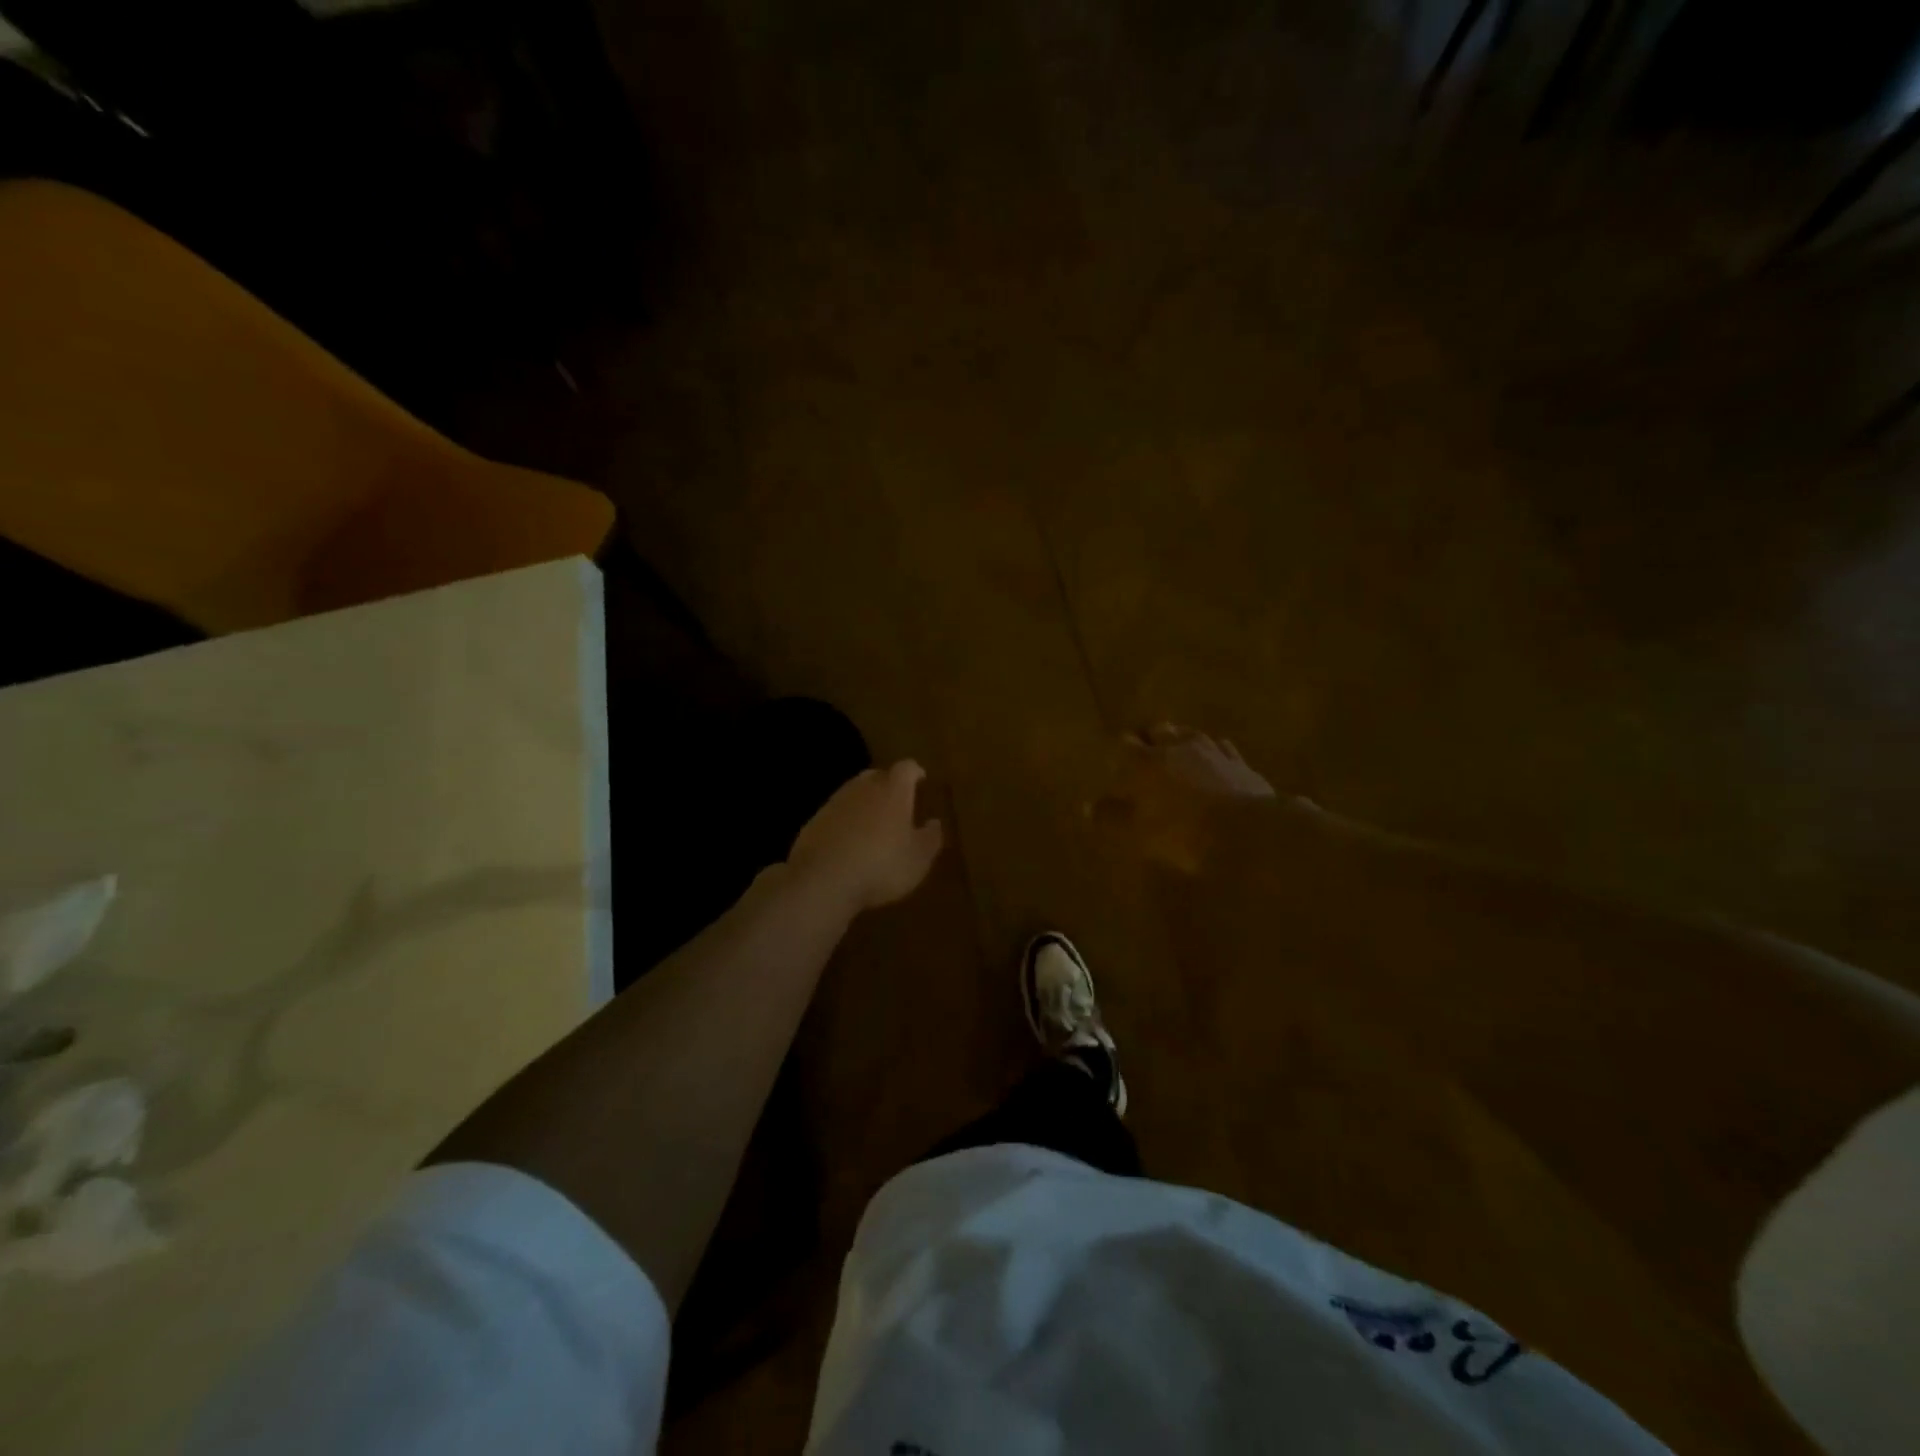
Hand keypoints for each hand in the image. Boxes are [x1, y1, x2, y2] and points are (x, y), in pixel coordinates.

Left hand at [788, 760, 944, 911]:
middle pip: (877, 775)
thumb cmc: (881, 866)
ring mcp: (835, 802)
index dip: (915, 772)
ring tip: (873, 821)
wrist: (823, 880)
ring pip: (854, 792)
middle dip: (888, 783)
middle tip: (898, 799)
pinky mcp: (814, 820)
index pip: (906, 768)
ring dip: (865, 801)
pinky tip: (848, 839)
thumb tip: (934, 823)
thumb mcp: (918, 859)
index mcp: (893, 791)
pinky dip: (845, 819)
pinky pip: (836, 812)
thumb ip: (930, 838)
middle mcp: (863, 788)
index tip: (921, 778)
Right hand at [1091, 725, 1272, 872]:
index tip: (1116, 762)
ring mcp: (1211, 750)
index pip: (1123, 744)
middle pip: (1157, 730)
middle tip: (1145, 755)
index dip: (1118, 751)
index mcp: (1143, 761)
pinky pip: (1220, 748)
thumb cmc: (1180, 832)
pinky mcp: (1239, 762)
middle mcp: (1174, 746)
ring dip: (1180, 742)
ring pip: (1190, 734)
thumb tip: (1088, 807)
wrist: (1246, 832)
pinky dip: (1212, 753)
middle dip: (1149, 739)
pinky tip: (1213, 764)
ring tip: (1178, 755)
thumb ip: (1111, 817)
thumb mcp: (1136, 833)